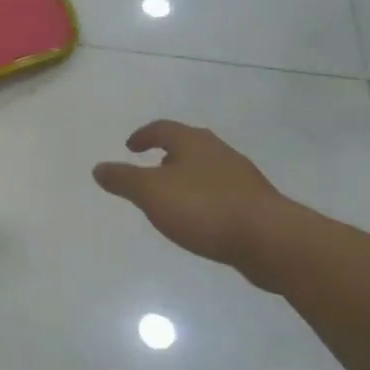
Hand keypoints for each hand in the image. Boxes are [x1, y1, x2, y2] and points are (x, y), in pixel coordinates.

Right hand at [92, 120, 295, 282]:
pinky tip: (200, 219)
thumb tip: (99, 168)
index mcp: (192, 142)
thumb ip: (123, 180)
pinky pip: (222, 192)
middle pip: (188, 145)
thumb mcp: (151, 193)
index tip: (130, 147)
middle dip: (167, 154)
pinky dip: (205, 198)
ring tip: (173, 196)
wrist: (270, 240)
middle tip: (151, 167)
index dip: (143, 136)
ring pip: (207, 168)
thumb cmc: (204, 208)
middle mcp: (218, 151)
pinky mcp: (256, 203)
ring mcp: (241, 177)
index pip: (162, 128)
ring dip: (187, 177)